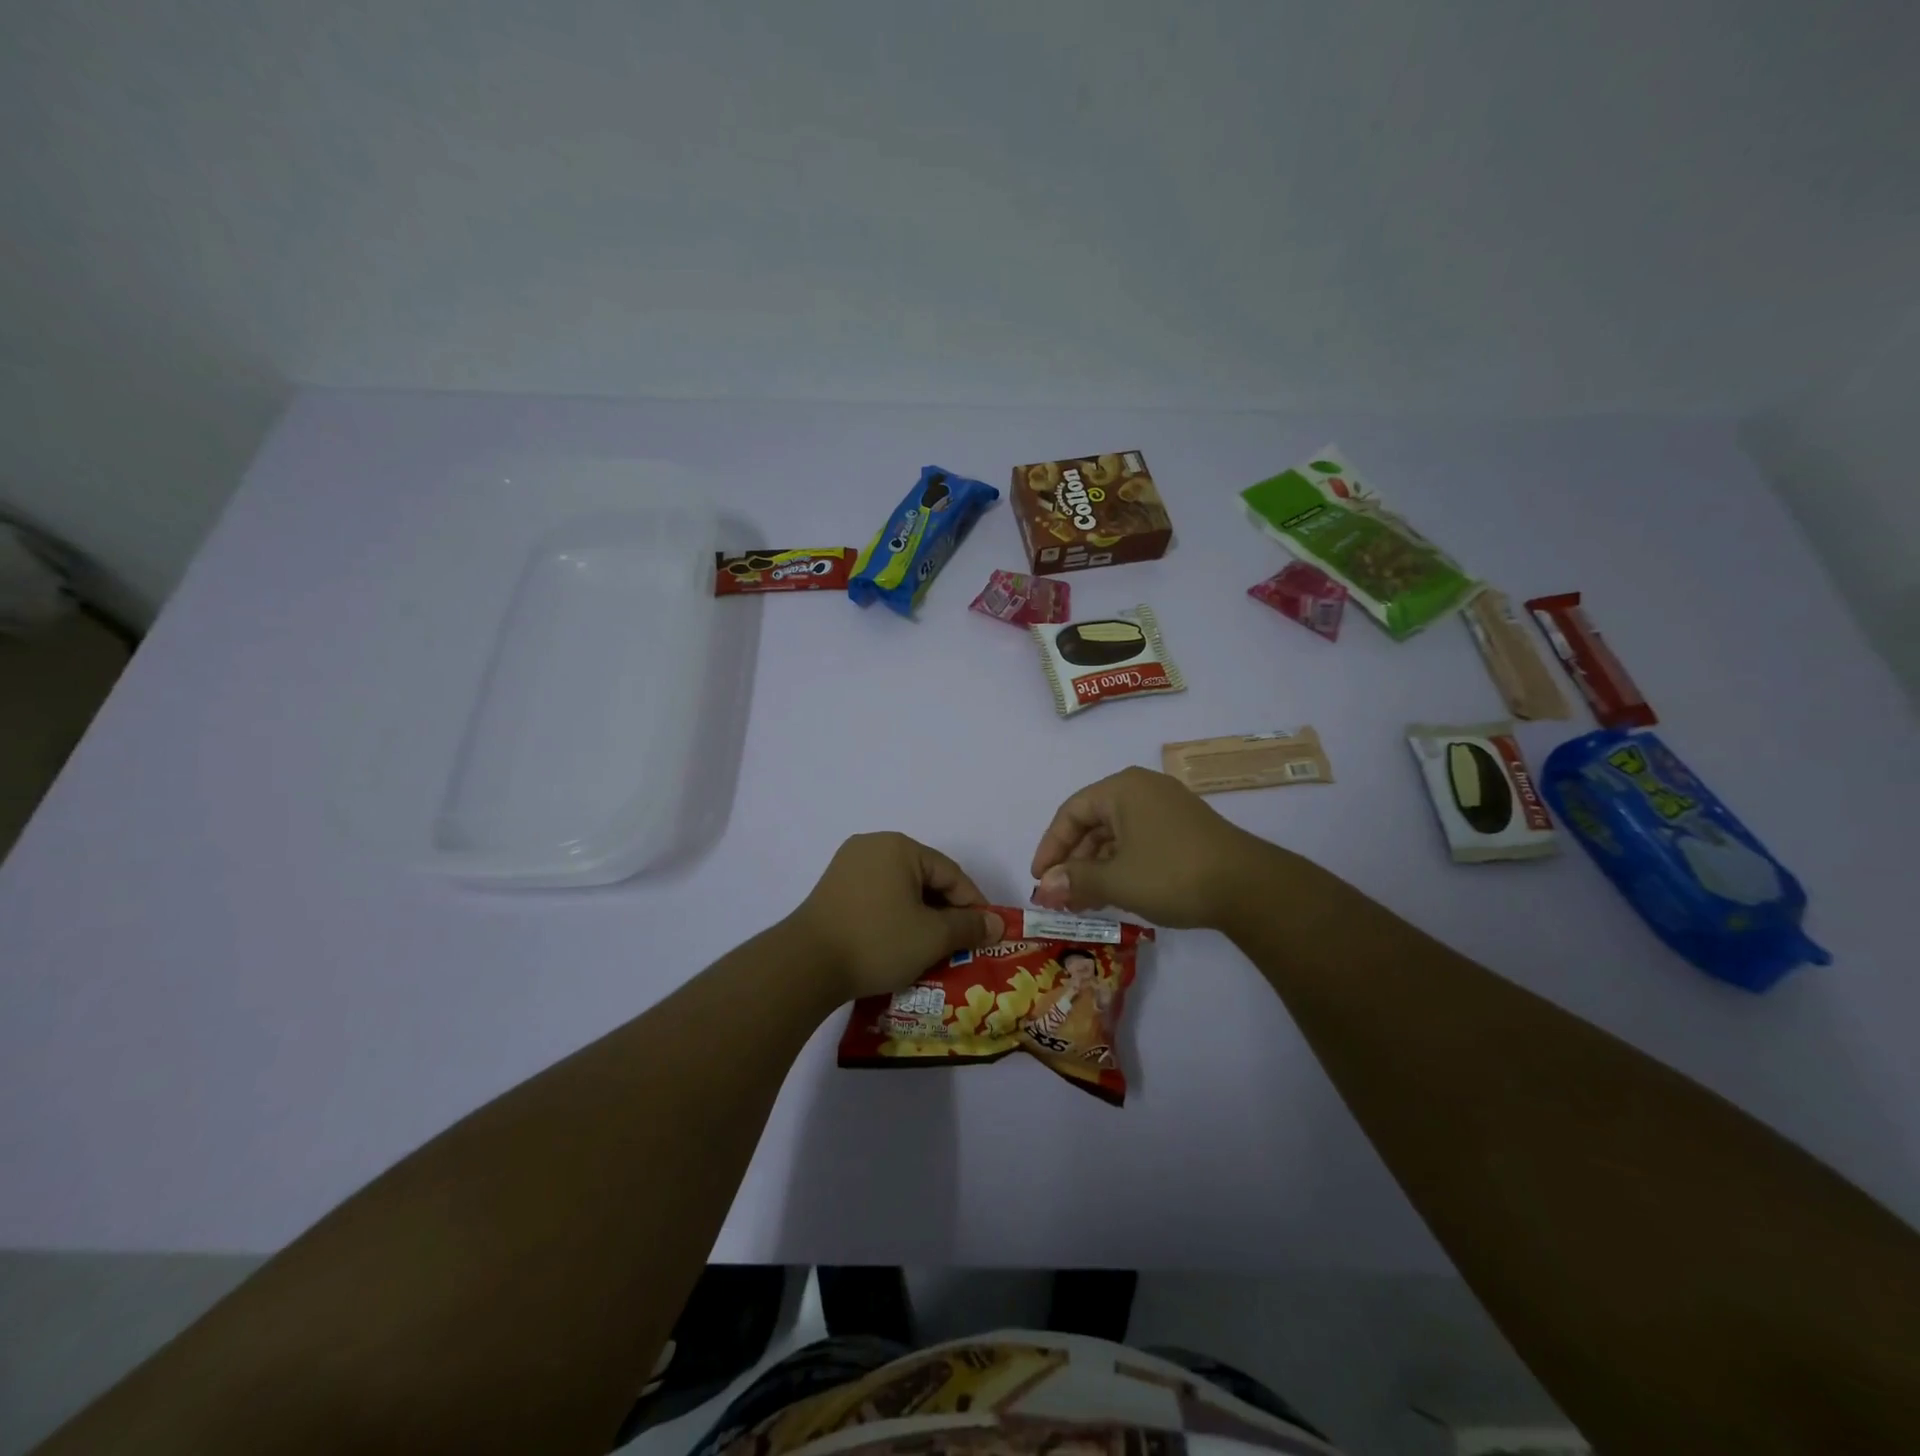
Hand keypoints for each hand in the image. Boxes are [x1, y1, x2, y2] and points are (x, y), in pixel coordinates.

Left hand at [789, 833, 1004, 1002]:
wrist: (805, 965)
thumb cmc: (877, 941)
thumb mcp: (932, 936)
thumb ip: (969, 926)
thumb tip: (997, 923)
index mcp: (899, 847)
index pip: (950, 873)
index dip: (973, 904)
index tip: (986, 933)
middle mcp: (872, 846)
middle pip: (924, 878)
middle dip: (946, 912)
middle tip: (961, 944)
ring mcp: (848, 866)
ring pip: (900, 889)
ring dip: (920, 916)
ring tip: (933, 948)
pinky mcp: (833, 889)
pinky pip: (877, 897)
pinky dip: (895, 917)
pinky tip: (900, 943)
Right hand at [1030, 766, 1283, 928]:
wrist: (1248, 887)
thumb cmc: (1171, 874)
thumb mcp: (1116, 880)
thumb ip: (1074, 880)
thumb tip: (1043, 887)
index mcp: (1122, 789)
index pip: (1071, 813)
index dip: (1050, 847)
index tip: (1039, 879)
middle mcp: (1143, 789)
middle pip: (1094, 822)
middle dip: (1074, 861)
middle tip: (1061, 895)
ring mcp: (1167, 807)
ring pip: (1117, 835)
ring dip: (1097, 867)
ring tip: (1085, 902)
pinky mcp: (1185, 828)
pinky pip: (1139, 841)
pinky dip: (1122, 865)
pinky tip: (1116, 893)